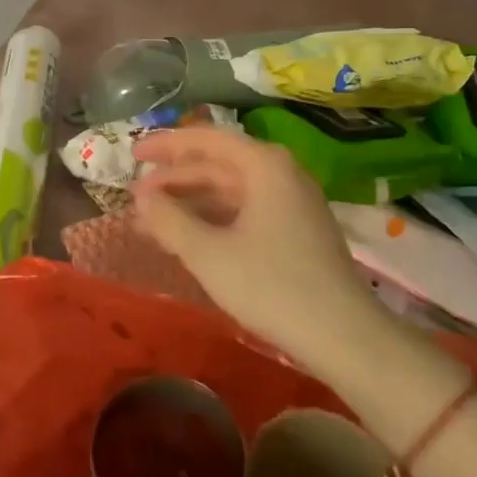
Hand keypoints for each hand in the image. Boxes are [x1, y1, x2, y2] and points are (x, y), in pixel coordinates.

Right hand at [133, 127, 380, 365]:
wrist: (344, 336)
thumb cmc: (271, 286)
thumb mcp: (208, 253)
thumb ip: (169, 220)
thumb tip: (141, 198)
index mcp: (264, 165)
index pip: (205, 140)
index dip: (165, 145)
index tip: (132, 153)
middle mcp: (281, 174)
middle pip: (217, 165)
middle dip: (173, 181)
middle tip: (135, 199)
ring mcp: (293, 203)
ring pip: (230, 192)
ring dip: (190, 205)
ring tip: (151, 224)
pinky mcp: (297, 232)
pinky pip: (245, 212)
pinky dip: (213, 222)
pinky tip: (189, 241)